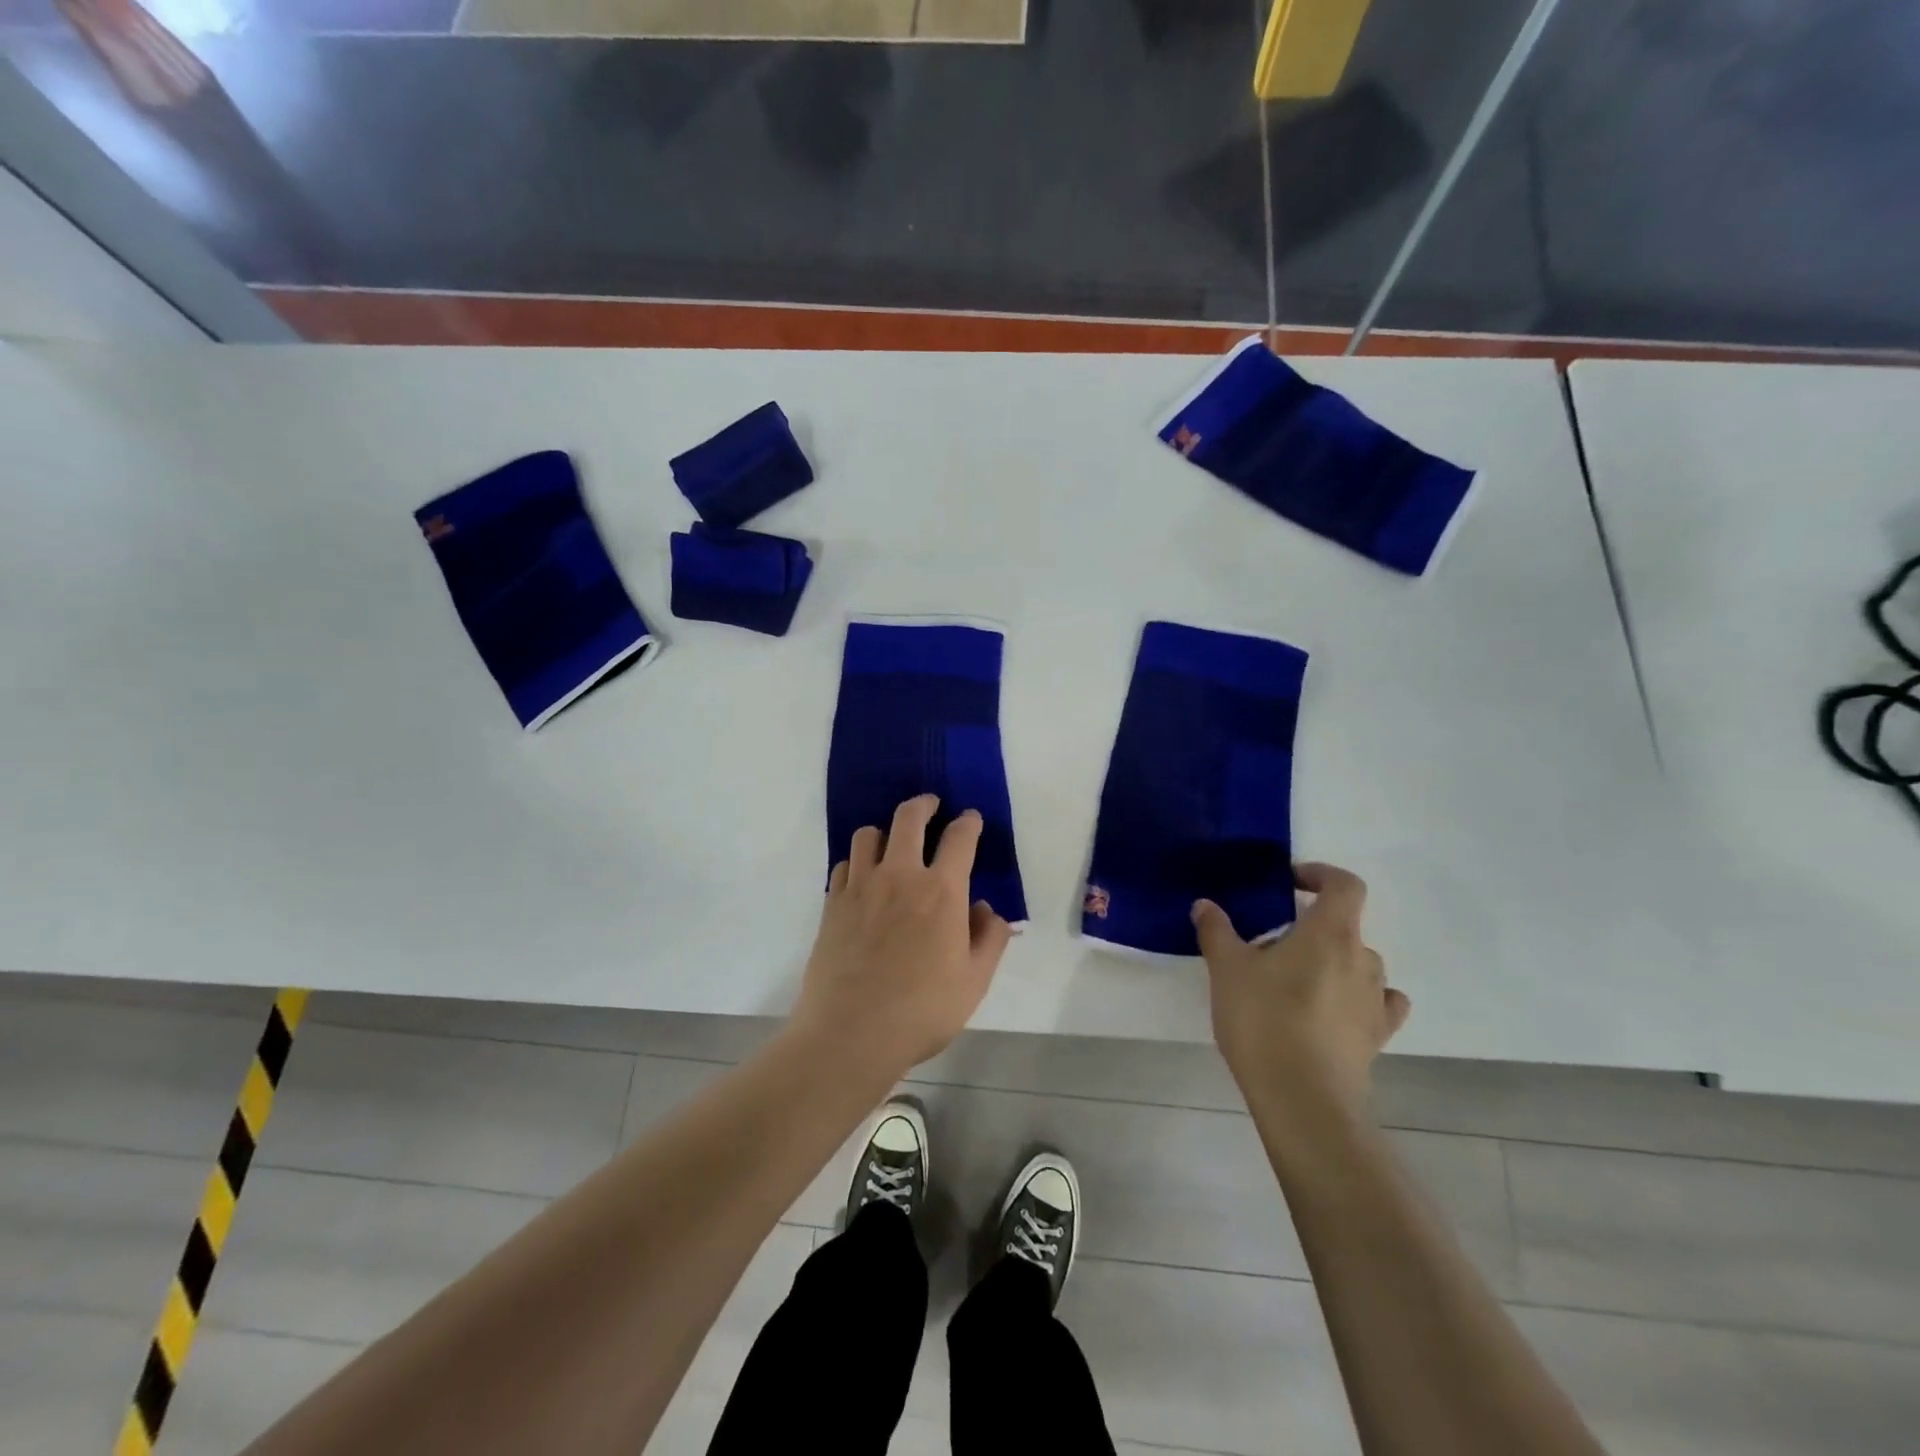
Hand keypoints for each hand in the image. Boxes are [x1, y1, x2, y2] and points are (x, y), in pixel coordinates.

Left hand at [788, 794, 1013, 1083]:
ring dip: (886, 831)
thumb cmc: (922, 1011)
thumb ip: (989, 939)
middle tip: (931, 805)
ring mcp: (861, 886)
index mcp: (941, 891)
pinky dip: (858, 861)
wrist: (850, 1034)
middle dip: (924, 804)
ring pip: (869, 834)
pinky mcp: (833, 903)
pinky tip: (863, 877)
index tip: (971, 819)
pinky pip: (844, 864)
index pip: (960, 838)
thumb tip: (987, 910)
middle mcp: (900, 876)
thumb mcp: (974, 982)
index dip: (969, 823)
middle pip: (909, 818)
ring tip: (893, 842)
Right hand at [1193, 863, 1409, 1115]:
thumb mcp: (1226, 969)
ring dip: (1331, 962)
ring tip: (1292, 981)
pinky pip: (1376, 1004)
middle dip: (1311, 927)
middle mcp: (1362, 960)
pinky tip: (1332, 1009)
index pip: (1344, 885)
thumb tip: (1206, 905)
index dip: (1320, 875)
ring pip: (1358, 965)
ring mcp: (1375, 1000)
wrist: (1303, 1099)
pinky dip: (1357, 998)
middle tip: (1271, 944)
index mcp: (1330, 933)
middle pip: (1346, 926)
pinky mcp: (1376, 1037)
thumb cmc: (1264, 1020)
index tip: (1289, 882)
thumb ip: (1217, 930)